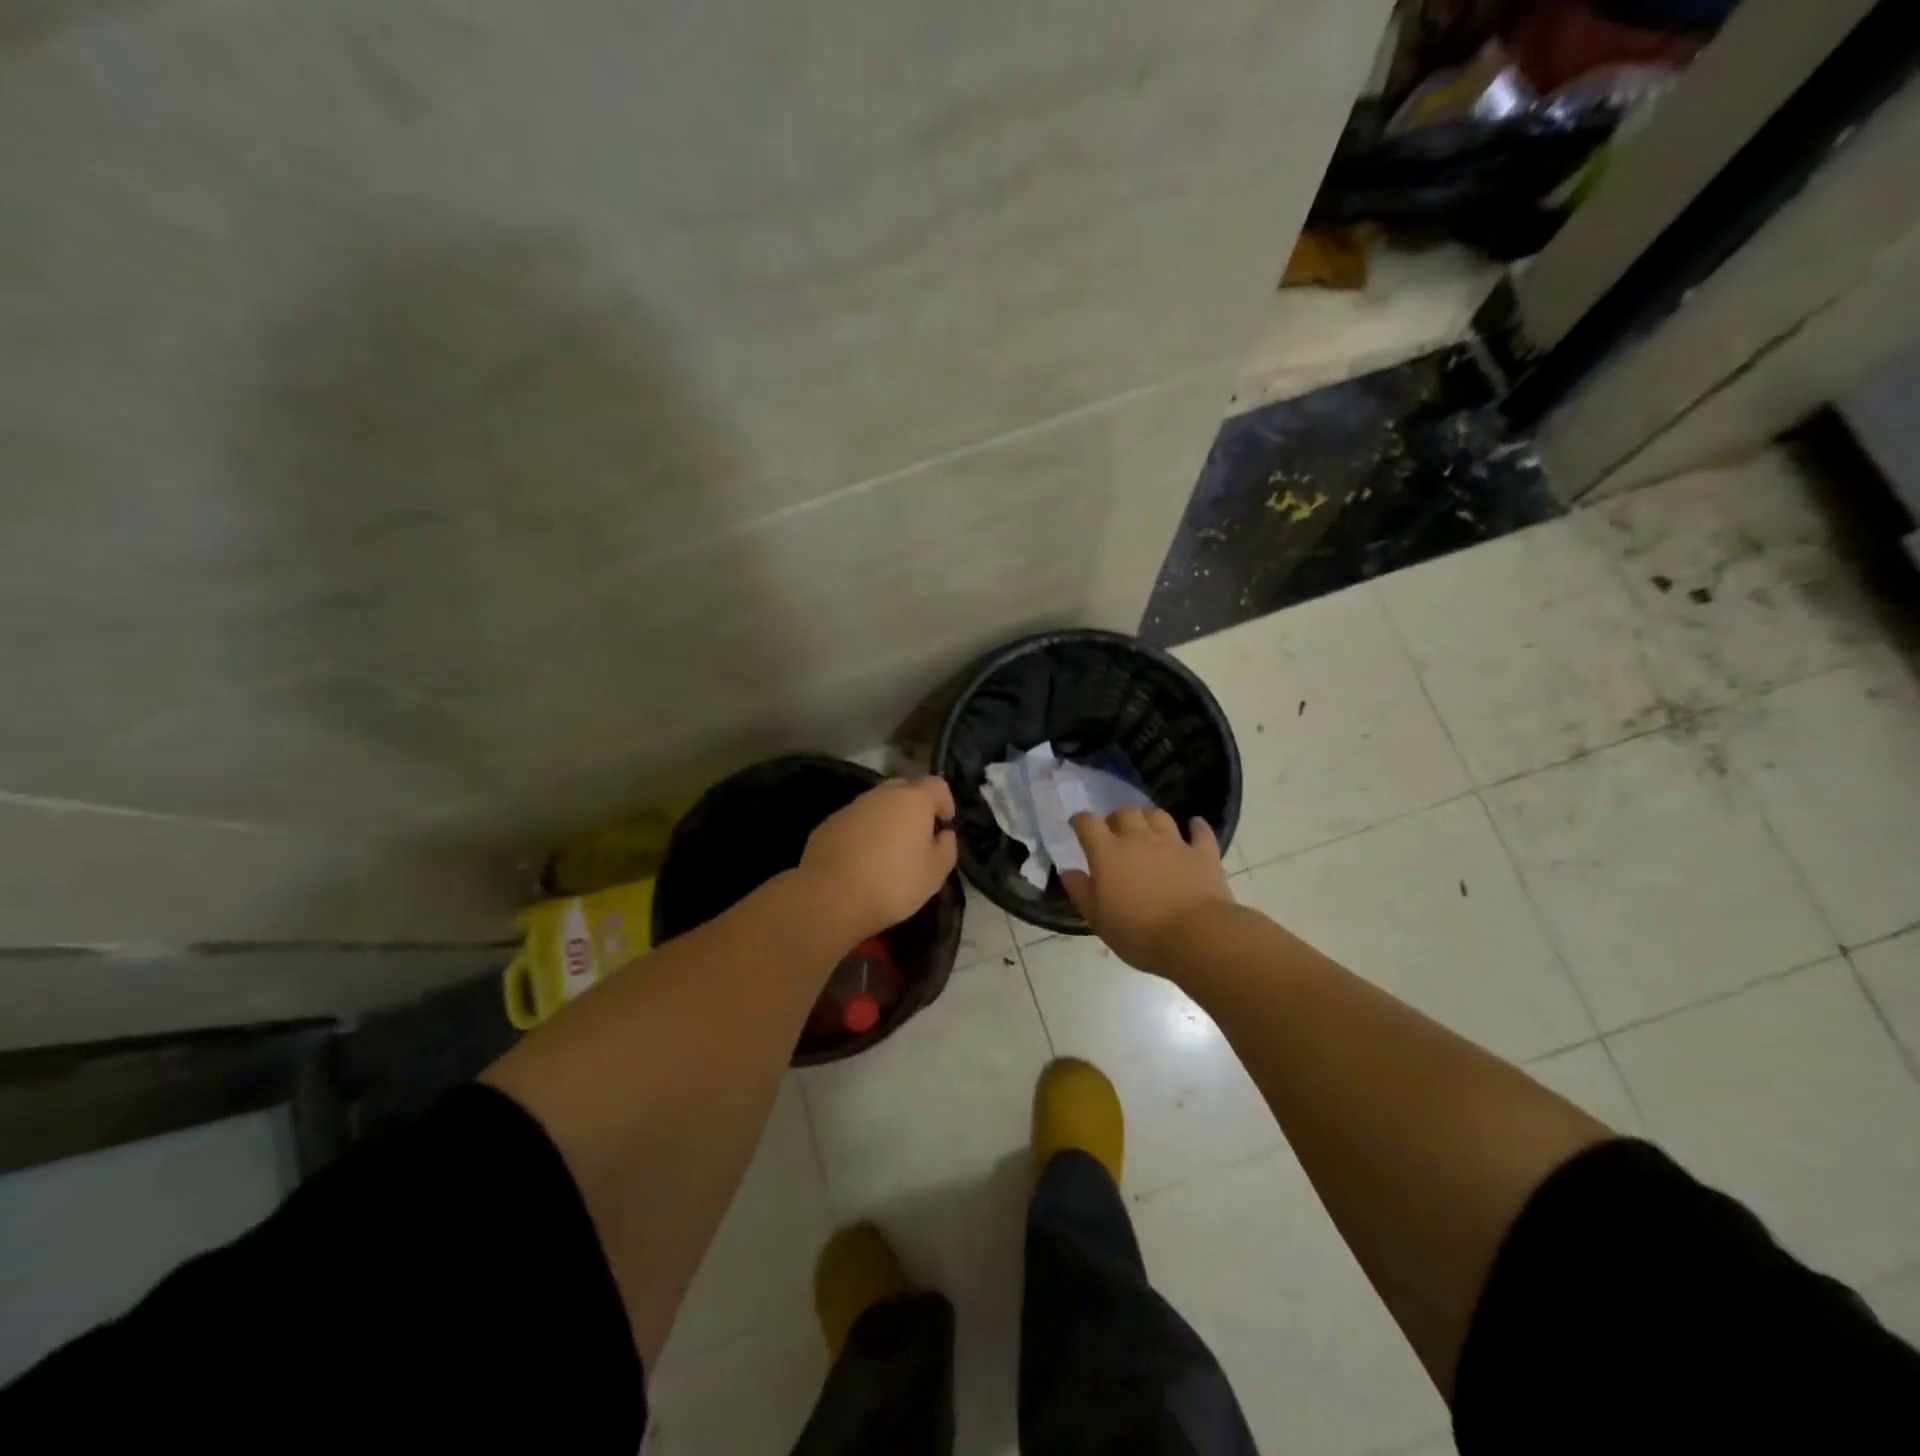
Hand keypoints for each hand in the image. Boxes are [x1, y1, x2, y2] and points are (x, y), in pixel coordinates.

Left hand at [800, 776, 957, 941]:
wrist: (831, 897)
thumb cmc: (894, 883)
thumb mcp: (935, 872)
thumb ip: (947, 847)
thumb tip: (943, 834)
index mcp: (913, 800)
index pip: (937, 785)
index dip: (945, 802)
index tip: (944, 824)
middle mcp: (881, 795)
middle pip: (905, 789)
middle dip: (915, 806)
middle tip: (917, 836)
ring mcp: (851, 807)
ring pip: (877, 804)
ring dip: (887, 819)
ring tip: (888, 850)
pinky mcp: (828, 824)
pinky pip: (855, 821)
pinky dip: (863, 832)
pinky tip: (861, 859)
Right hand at [1061, 809, 1233, 976]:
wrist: (1195, 937)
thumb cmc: (1139, 933)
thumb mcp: (1098, 919)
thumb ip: (1081, 891)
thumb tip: (1068, 871)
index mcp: (1108, 853)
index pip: (1088, 824)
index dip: (1080, 820)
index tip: (1077, 824)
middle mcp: (1139, 839)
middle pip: (1125, 812)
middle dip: (1117, 818)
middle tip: (1115, 833)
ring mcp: (1173, 843)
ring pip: (1158, 816)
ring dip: (1150, 818)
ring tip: (1148, 829)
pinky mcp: (1203, 854)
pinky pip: (1200, 832)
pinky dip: (1196, 827)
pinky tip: (1194, 827)